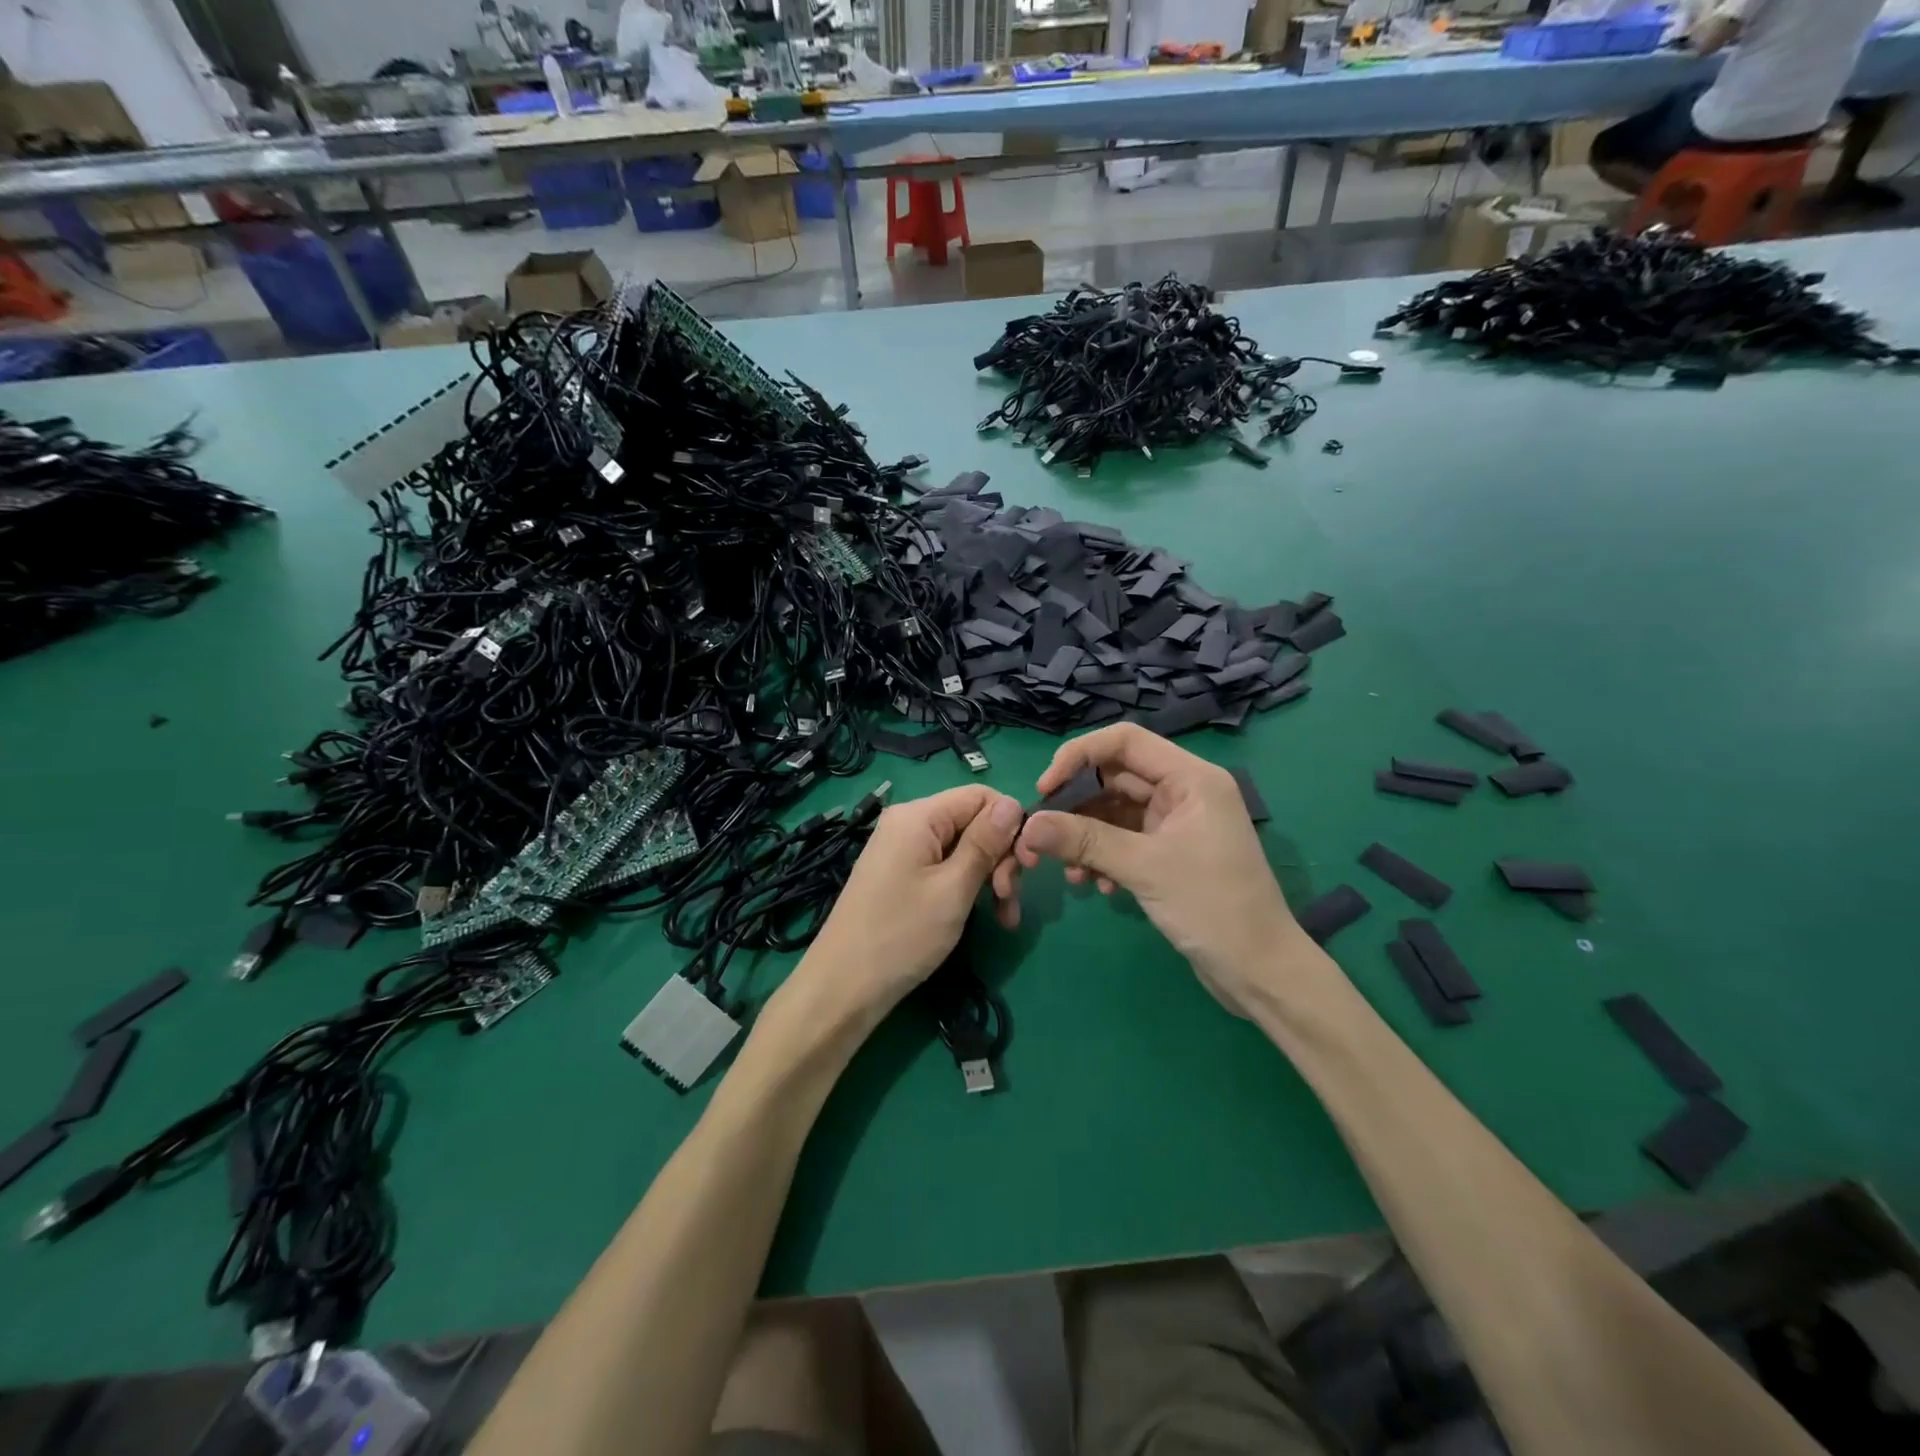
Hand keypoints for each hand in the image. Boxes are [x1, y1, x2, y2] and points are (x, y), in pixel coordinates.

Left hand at [799, 785, 1023, 1020]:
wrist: (844, 987)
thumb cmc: (901, 935)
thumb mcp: (953, 888)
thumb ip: (985, 843)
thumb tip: (1014, 803)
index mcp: (918, 816)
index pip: (981, 796)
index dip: (1011, 823)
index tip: (1027, 864)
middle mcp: (909, 823)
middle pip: (973, 822)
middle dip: (1001, 856)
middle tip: (1010, 899)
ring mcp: (903, 850)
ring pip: (964, 848)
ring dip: (990, 878)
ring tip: (1005, 917)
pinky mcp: (901, 875)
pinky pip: (945, 867)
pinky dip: (968, 887)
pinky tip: (987, 917)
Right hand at [991, 724, 1302, 1015]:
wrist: (1260, 972)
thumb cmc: (1212, 907)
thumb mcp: (1144, 868)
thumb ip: (1084, 840)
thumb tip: (1028, 825)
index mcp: (1191, 778)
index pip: (1125, 741)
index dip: (1078, 756)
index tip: (1045, 788)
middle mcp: (1185, 791)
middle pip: (1116, 777)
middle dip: (1077, 806)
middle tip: (1042, 836)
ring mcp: (1178, 823)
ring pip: (1116, 812)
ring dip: (1087, 838)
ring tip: (1070, 874)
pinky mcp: (1171, 852)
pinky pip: (1125, 840)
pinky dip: (1104, 856)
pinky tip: (1095, 887)